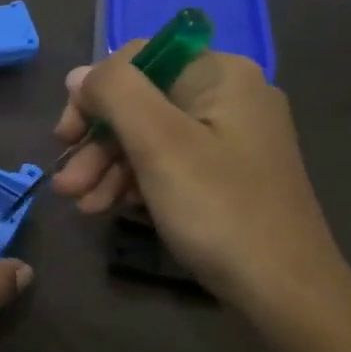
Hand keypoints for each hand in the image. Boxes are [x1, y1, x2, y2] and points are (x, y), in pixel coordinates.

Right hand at [52, 45, 350, 325]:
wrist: (285, 291)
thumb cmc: (219, 209)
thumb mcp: (159, 144)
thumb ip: (115, 94)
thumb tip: (79, 74)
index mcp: (220, 75)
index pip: (136, 60)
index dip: (93, 94)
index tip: (65, 137)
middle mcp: (227, 96)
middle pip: (140, 102)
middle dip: (97, 143)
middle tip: (66, 185)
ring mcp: (229, 137)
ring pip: (149, 137)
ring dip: (107, 167)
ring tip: (80, 204)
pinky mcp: (225, 173)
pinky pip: (168, 162)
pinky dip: (134, 182)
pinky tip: (108, 208)